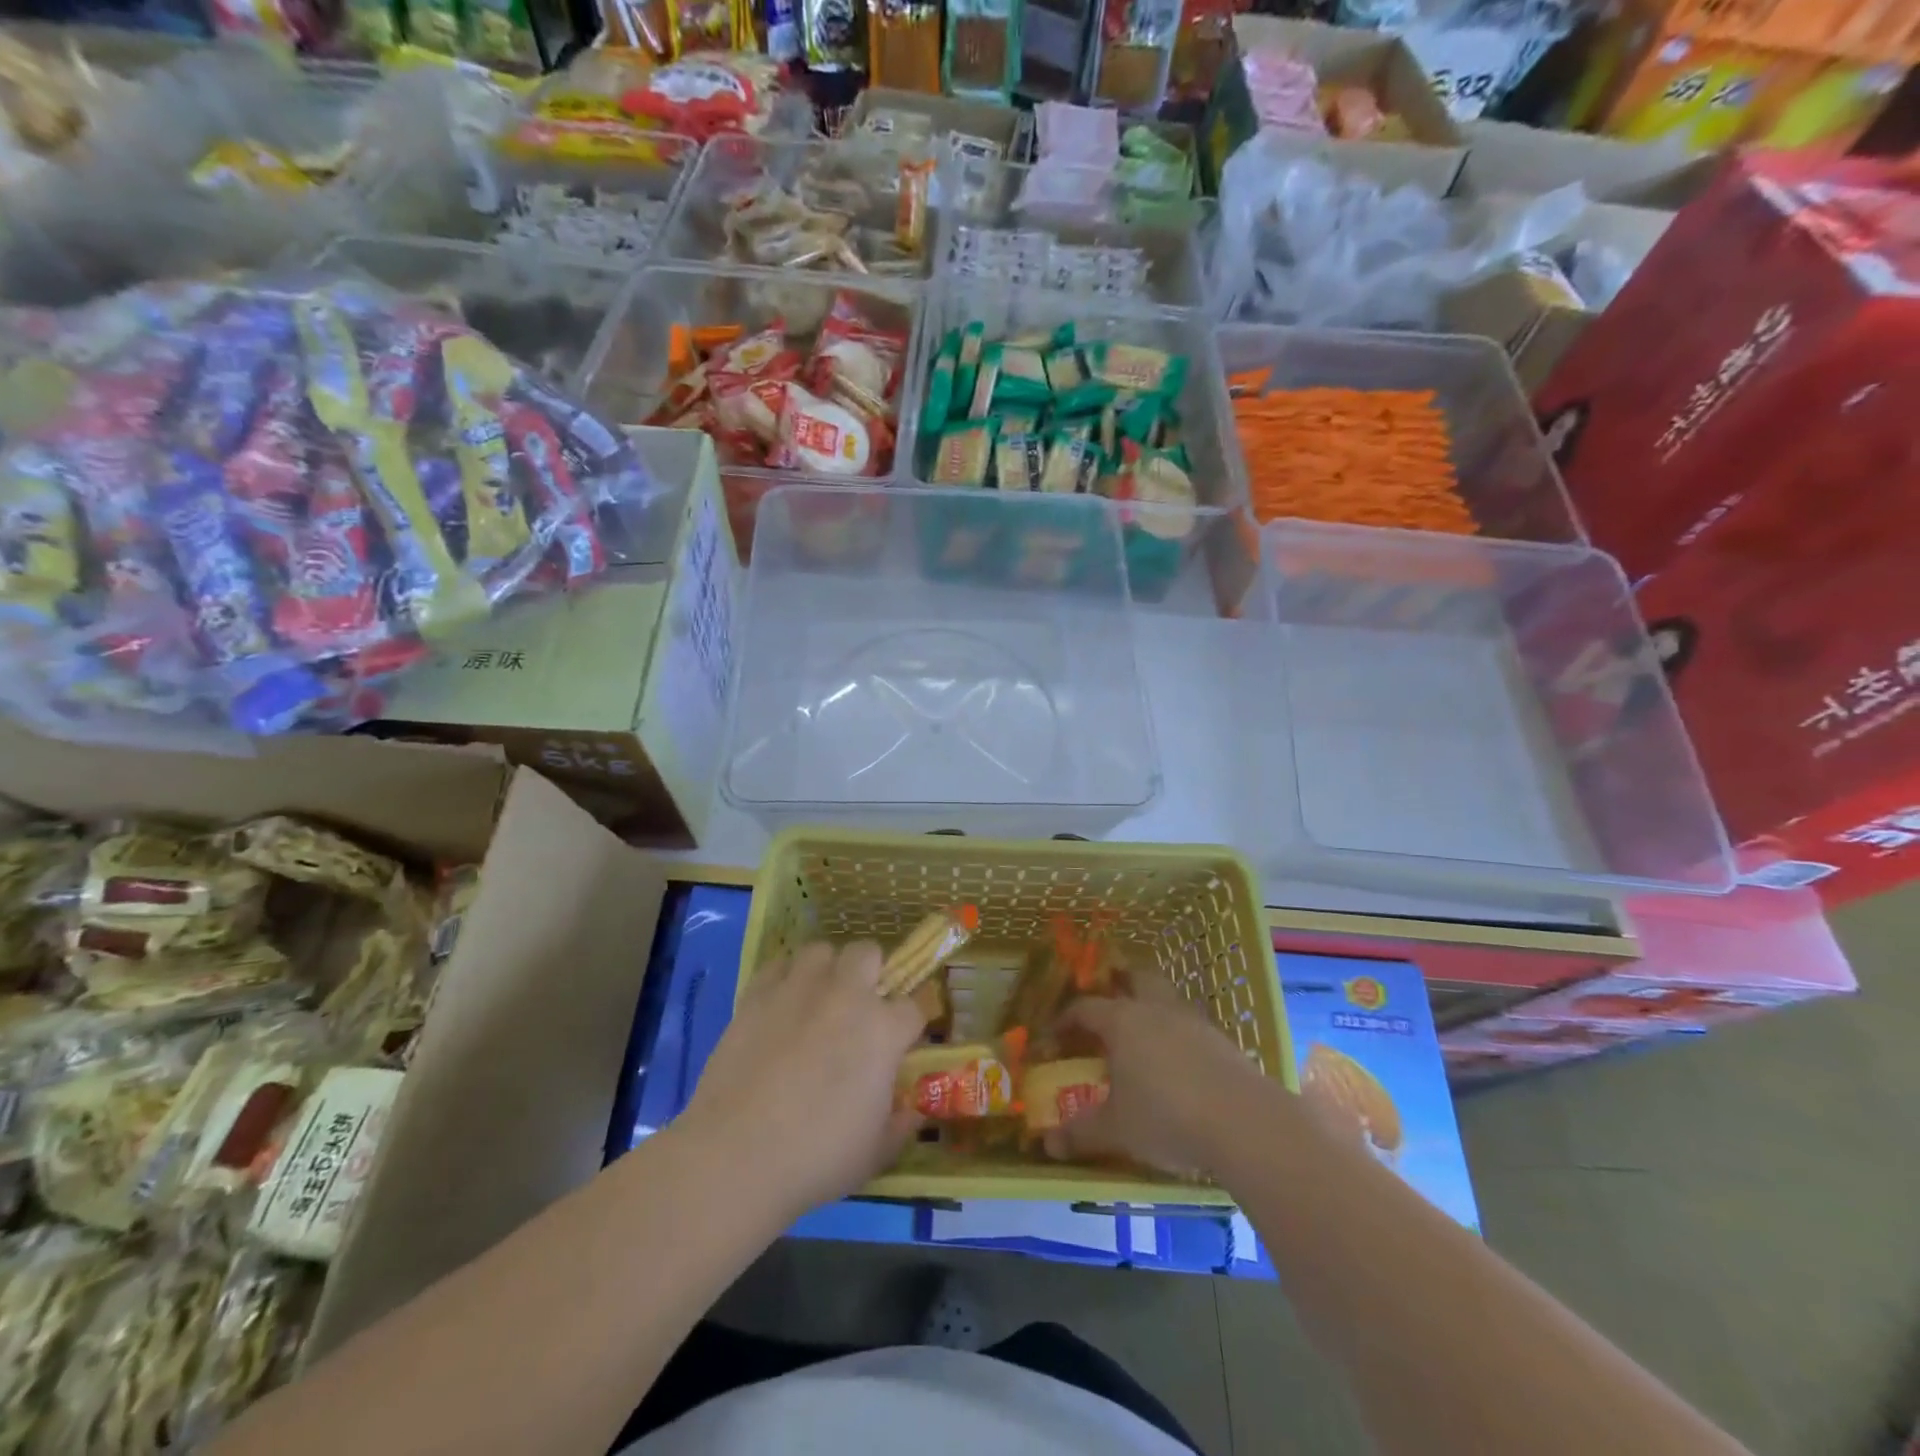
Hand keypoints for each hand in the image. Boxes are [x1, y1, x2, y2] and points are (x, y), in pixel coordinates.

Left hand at [680, 941, 925, 1219]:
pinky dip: (784, 977)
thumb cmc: (817, 1158)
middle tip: (859, 1006)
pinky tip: (780, 1002)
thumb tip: (914, 1111)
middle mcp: (846, 995)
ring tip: (818, 997)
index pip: (913, 1007)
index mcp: (883, 1031)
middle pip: (869, 952)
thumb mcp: (875, 1154)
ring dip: (827, 968)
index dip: (909, 1024)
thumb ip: (901, 1126)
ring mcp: (799, 989)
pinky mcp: (757, 994)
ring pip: (822, 949)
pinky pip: (778, 964)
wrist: (737, 1155)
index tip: (900, 1043)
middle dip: (871, 973)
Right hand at [1043, 989, 1272, 1175]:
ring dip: (1153, 1003)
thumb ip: (1081, 1133)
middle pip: (1135, 978)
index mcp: (1122, 1021)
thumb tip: (1048, 1144)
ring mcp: (1193, 1020)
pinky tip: (1179, 1057)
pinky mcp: (1222, 1039)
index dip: (1066, 1019)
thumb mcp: (1117, 1130)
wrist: (1243, 1123)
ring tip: (1144, 1029)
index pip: (1085, 1008)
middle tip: (1108, 999)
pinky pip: (1191, 1021)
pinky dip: (1178, 1029)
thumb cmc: (1166, 1118)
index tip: (1054, 1036)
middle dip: (1119, 982)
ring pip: (1167, 995)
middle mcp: (1156, 1009)